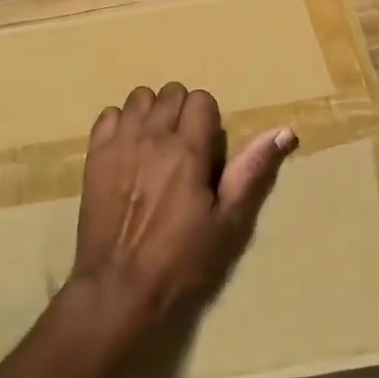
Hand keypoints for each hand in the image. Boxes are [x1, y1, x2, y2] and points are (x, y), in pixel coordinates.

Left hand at [74, 83, 297, 326]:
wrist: (119, 285)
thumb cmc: (181, 260)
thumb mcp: (227, 221)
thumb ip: (251, 170)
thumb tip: (284, 131)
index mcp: (189, 149)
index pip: (201, 99)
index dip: (207, 119)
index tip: (206, 149)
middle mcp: (153, 135)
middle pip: (171, 92)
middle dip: (181, 112)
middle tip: (183, 148)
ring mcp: (120, 142)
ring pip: (139, 98)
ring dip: (151, 113)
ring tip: (154, 145)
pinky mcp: (94, 154)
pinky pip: (108, 115)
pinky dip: (120, 124)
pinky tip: (126, 150)